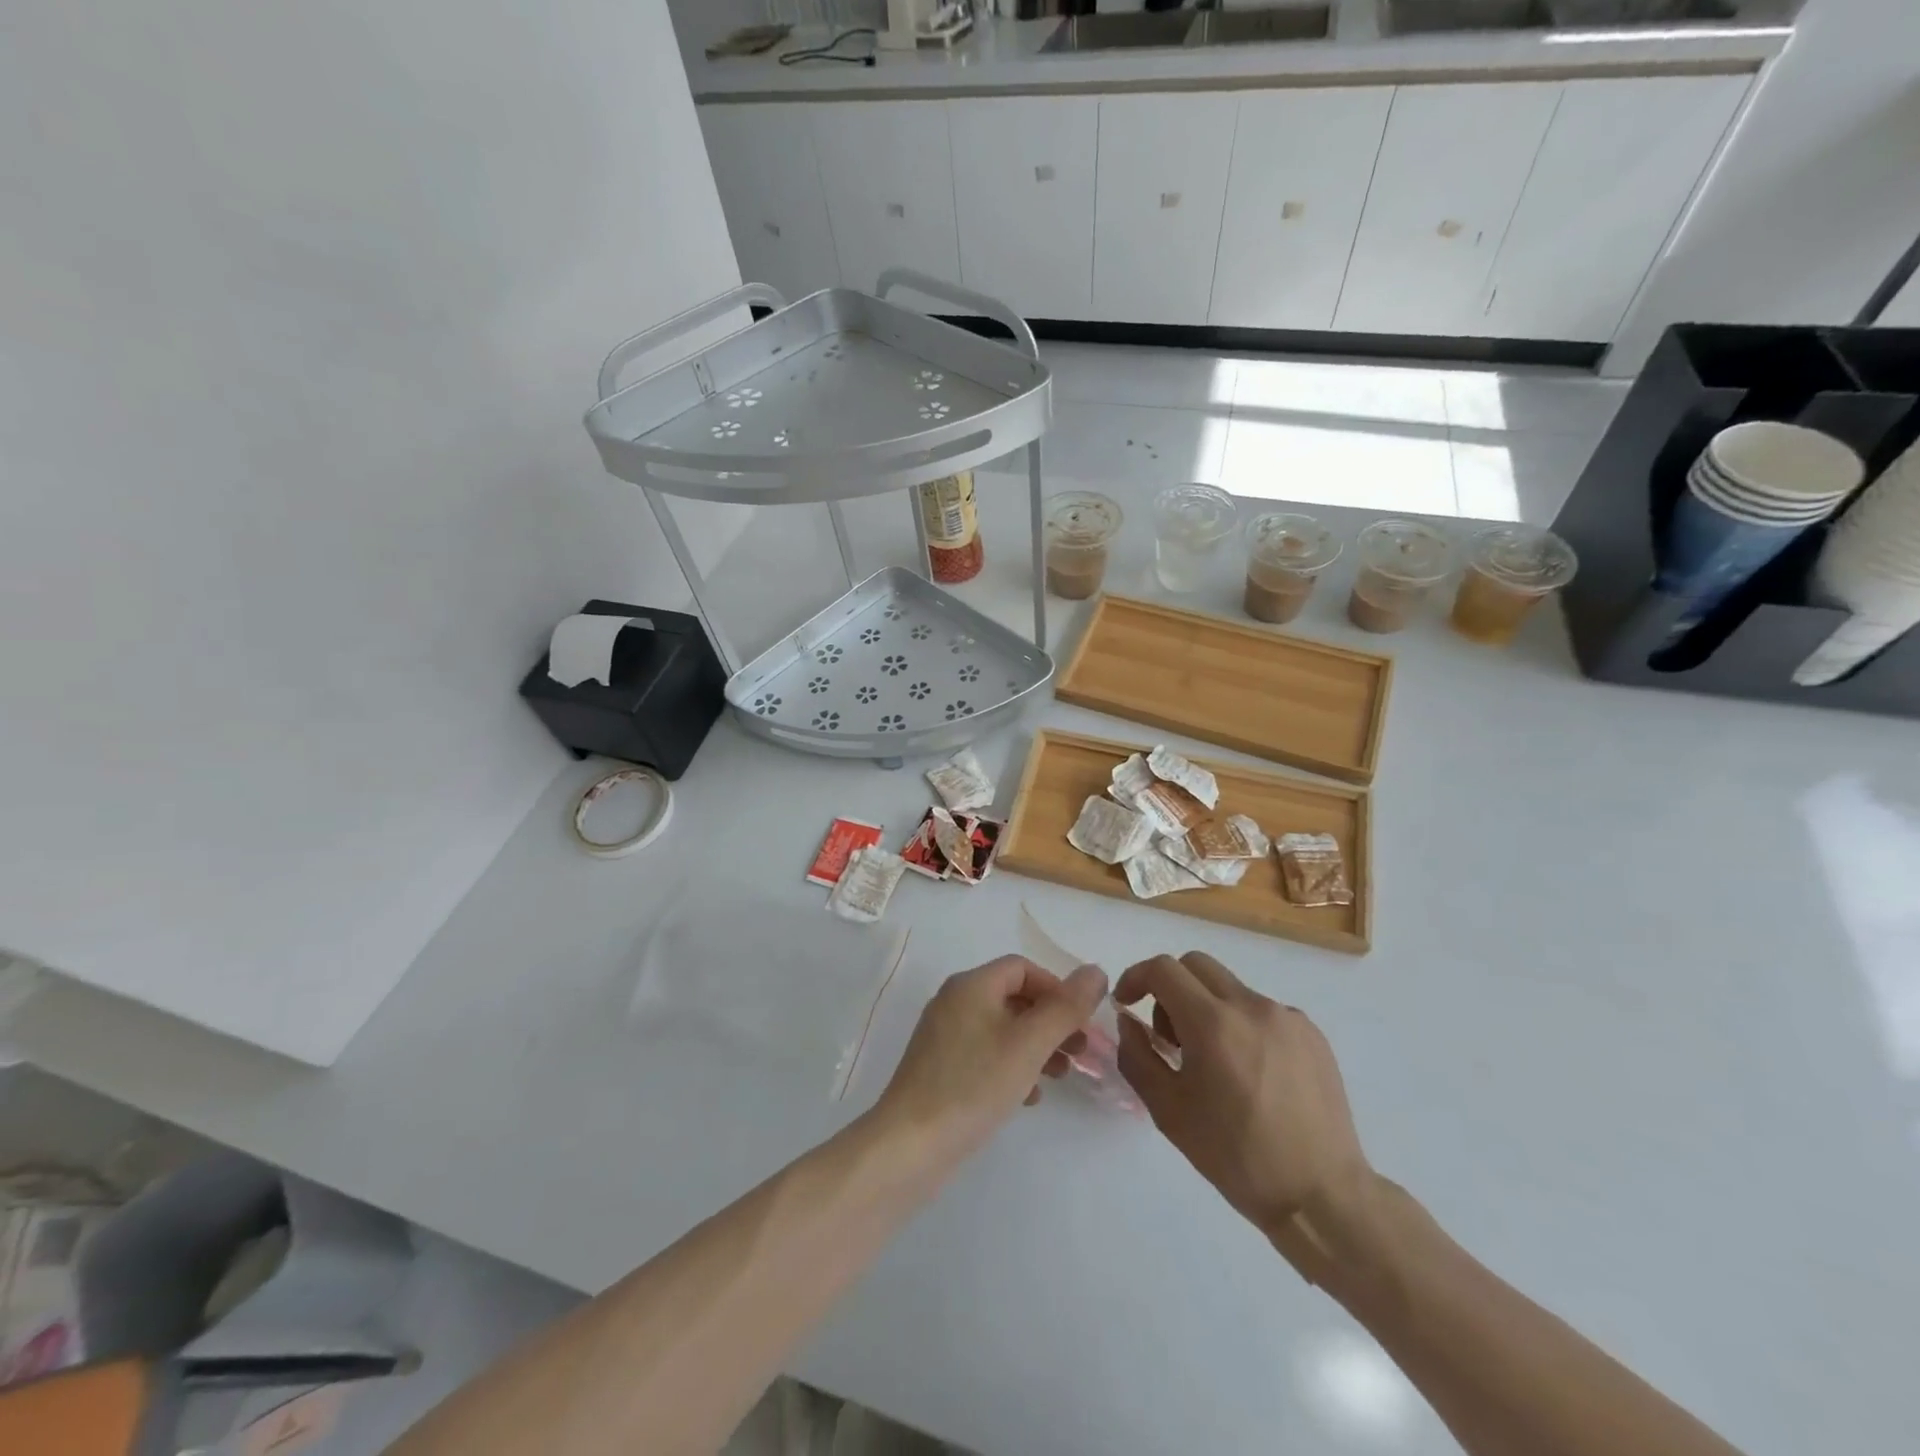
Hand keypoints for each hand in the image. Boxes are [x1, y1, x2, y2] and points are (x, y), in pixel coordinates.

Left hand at [876, 955, 1107, 1164]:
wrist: (910, 1145)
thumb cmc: (973, 1085)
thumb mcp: (1029, 1044)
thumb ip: (1065, 1008)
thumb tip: (1095, 971)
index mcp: (971, 985)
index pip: (1022, 968)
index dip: (1056, 988)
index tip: (1081, 1022)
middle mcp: (954, 1001)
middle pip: (1013, 997)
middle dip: (1050, 1021)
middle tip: (1080, 1052)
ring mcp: (944, 1035)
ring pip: (1002, 1028)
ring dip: (1036, 1046)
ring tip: (1061, 1076)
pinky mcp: (940, 1067)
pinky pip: (985, 1054)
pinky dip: (1012, 1066)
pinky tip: (1028, 1097)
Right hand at [1115, 952, 1370, 1238]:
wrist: (1321, 1195)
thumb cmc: (1236, 1156)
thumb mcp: (1169, 1112)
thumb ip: (1138, 1057)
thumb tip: (1129, 1022)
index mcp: (1213, 1023)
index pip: (1163, 969)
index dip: (1136, 977)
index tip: (1127, 1003)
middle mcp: (1251, 1006)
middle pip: (1196, 965)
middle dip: (1170, 989)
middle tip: (1169, 1036)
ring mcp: (1287, 1017)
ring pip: (1230, 989)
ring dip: (1207, 1009)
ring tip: (1213, 1062)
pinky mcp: (1312, 1033)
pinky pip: (1262, 1011)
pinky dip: (1242, 1025)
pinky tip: (1250, 1073)